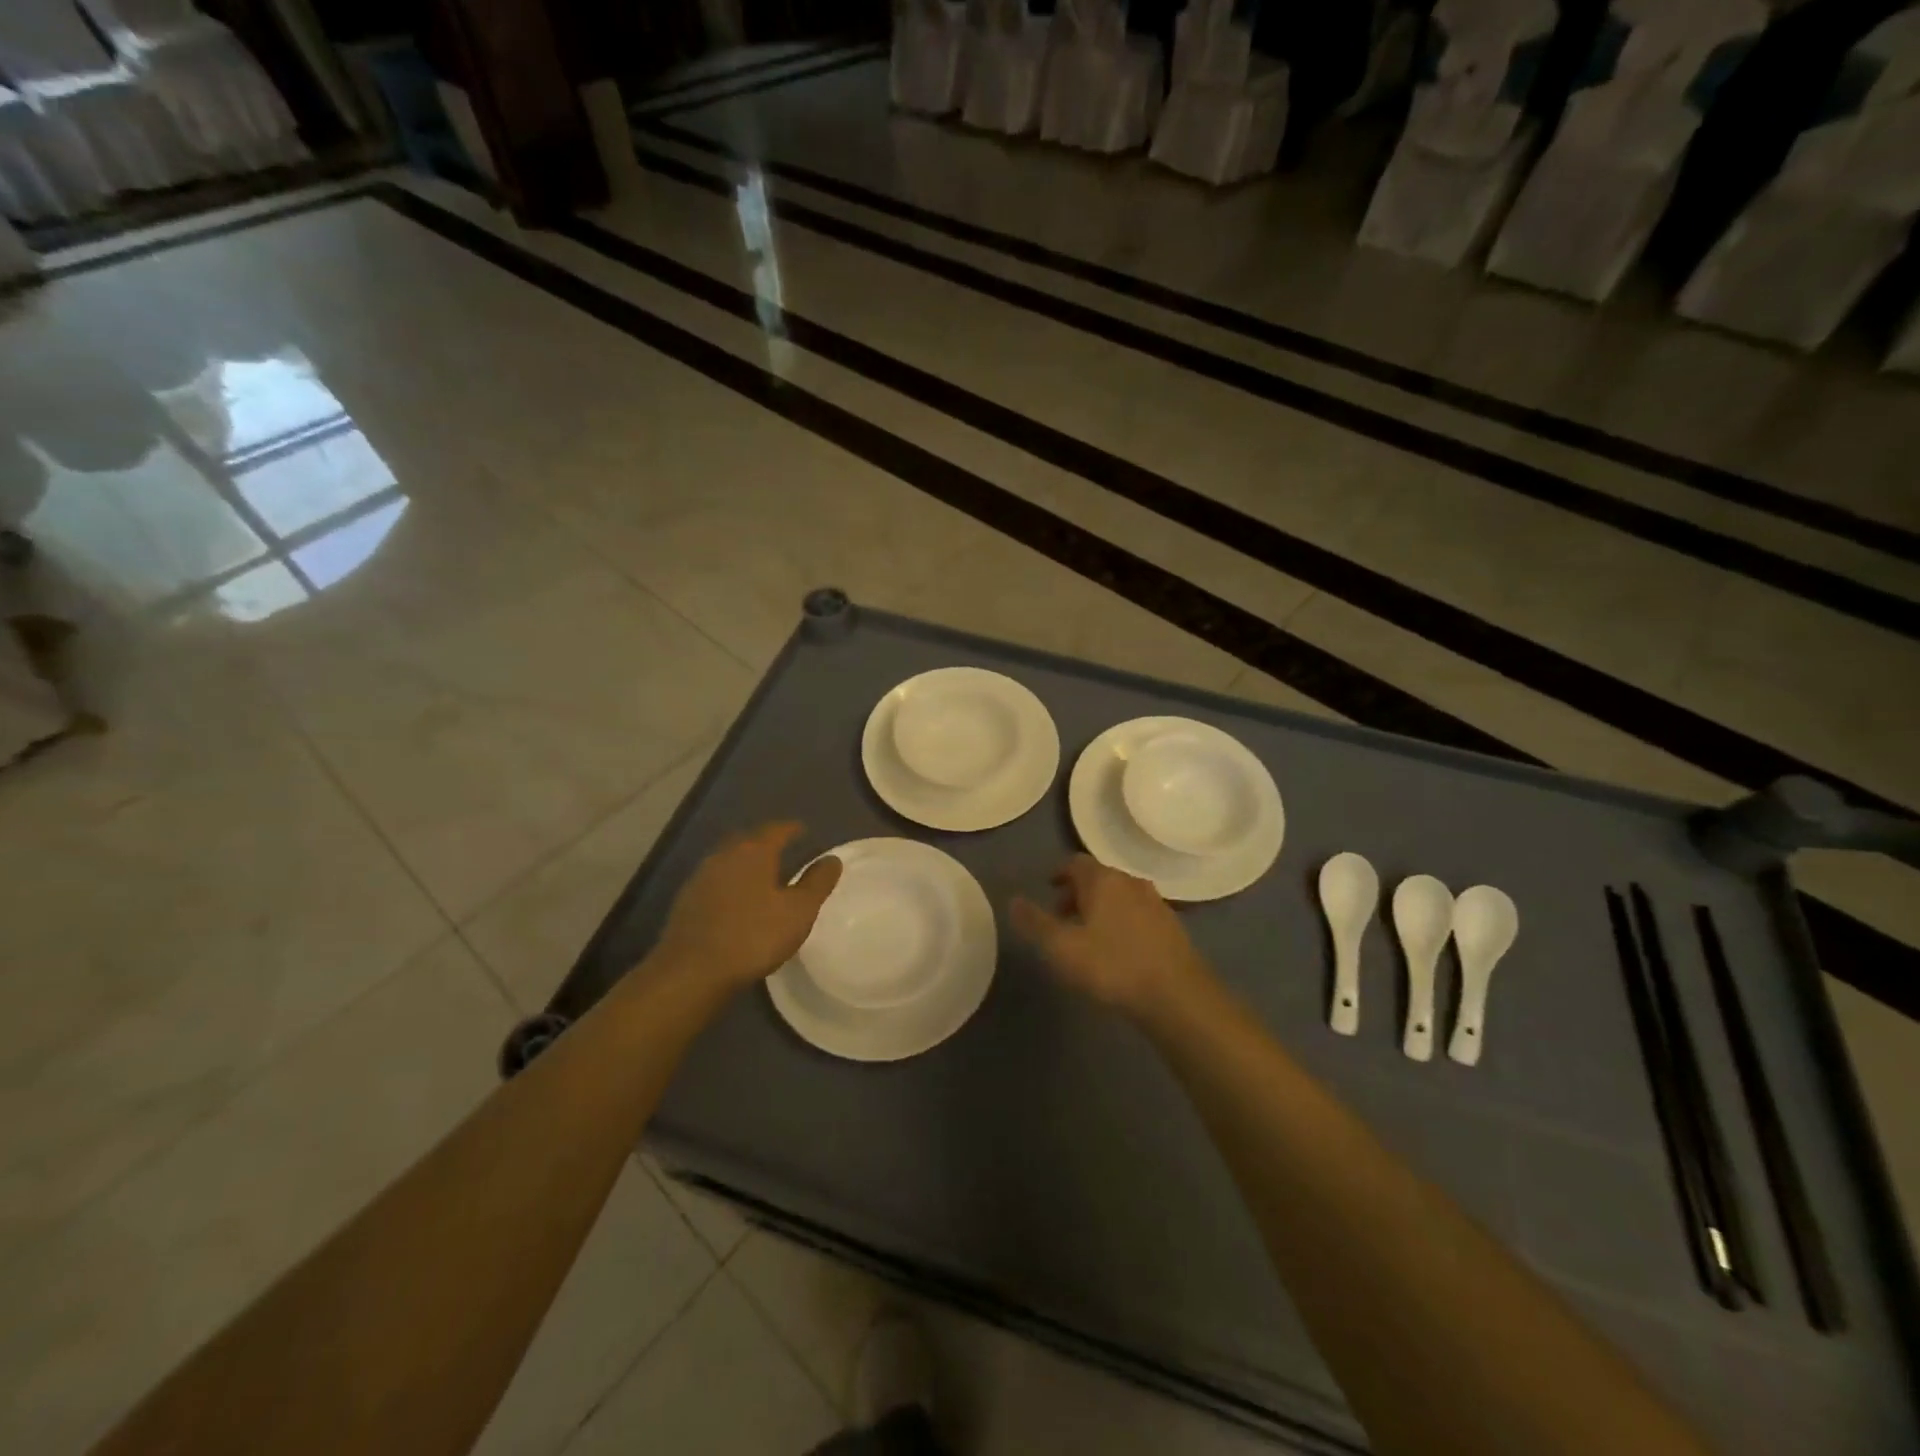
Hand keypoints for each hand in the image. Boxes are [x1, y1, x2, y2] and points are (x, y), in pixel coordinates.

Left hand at [651, 823, 841, 992]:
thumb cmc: (753, 937)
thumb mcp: (799, 911)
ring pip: (729, 860)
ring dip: (746, 863)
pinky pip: (715, 881)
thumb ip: (817, 883)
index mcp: (753, 852)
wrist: (692, 972)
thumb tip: (832, 859)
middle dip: (766, 842)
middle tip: (784, 850)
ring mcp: (700, 878)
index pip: (776, 830)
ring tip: (762, 876)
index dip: (792, 829)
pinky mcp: (686, 901)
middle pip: (748, 840)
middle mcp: (724, 856)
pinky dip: (730, 883)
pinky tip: (736, 901)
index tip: (804, 831)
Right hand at [1010, 855, 1216, 1021]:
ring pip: (1121, 896)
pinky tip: (1119, 949)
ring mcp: (1156, 903)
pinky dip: (1123, 922)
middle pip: (1099, 878)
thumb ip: (1035, 923)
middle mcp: (1131, 882)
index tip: (1048, 889)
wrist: (1177, 996)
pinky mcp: (1172, 926)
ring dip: (1101, 908)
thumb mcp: (1062, 948)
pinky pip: (1139, 914)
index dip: (1059, 874)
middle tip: (1062, 917)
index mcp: (1103, 880)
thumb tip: (1013, 900)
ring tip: (1088, 936)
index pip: (1076, 863)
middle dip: (1078, 893)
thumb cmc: (1112, 966)